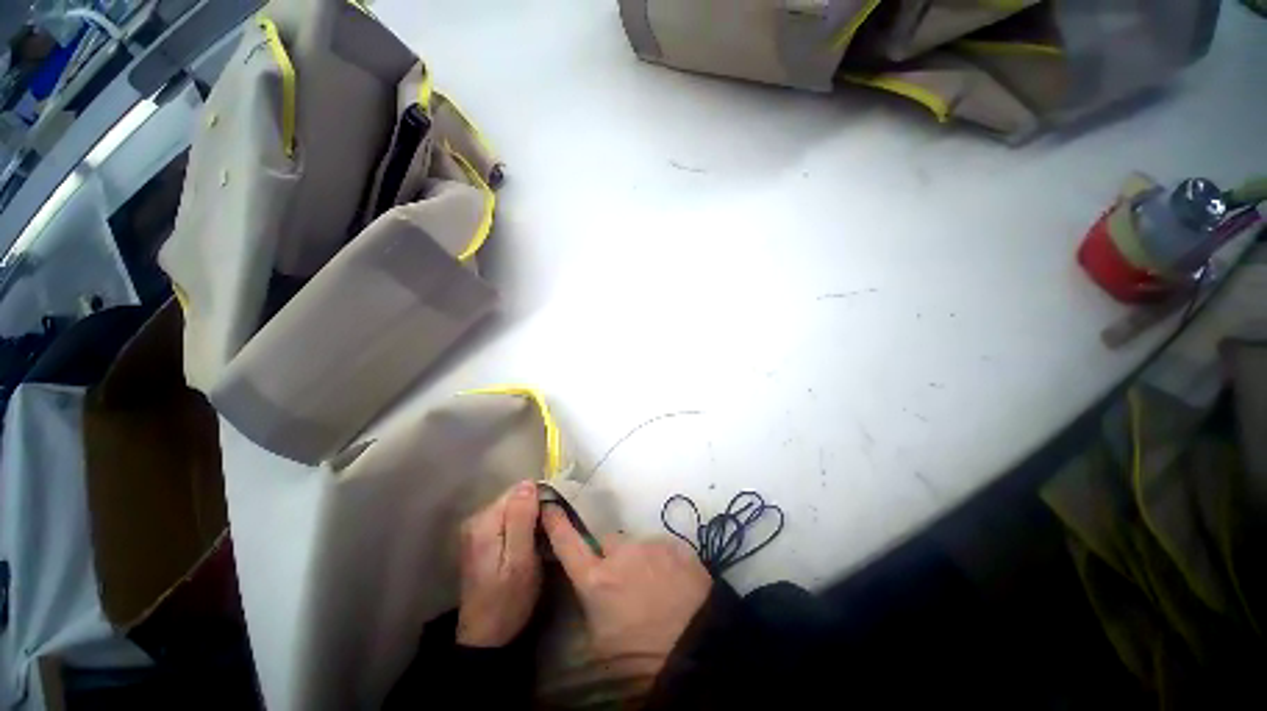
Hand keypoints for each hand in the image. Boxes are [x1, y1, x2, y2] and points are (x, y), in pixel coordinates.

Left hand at [456, 481, 541, 646]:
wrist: (485, 637)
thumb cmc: (508, 600)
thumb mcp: (521, 561)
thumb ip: (522, 520)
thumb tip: (528, 483)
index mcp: (485, 522)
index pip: (519, 491)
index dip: (540, 501)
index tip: (552, 522)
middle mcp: (476, 520)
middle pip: (515, 498)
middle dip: (535, 511)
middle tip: (548, 536)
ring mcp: (477, 530)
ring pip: (514, 509)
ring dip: (530, 520)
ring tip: (541, 542)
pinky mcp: (481, 540)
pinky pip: (508, 521)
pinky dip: (522, 528)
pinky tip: (529, 546)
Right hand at [542, 507, 711, 678]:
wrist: (697, 649)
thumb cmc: (642, 655)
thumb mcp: (601, 642)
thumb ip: (591, 605)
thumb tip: (591, 589)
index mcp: (596, 580)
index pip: (568, 543)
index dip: (556, 523)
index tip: (549, 505)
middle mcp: (621, 553)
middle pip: (608, 541)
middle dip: (611, 556)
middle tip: (623, 580)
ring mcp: (650, 545)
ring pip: (636, 546)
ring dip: (638, 559)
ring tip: (654, 587)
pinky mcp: (674, 544)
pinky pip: (660, 549)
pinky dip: (661, 561)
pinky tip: (672, 583)